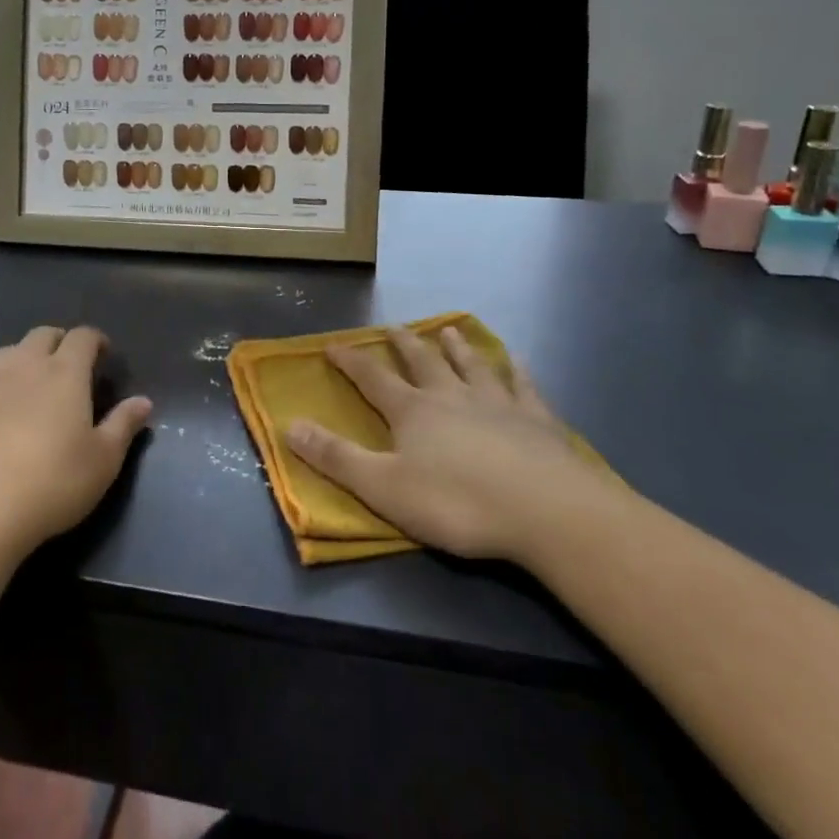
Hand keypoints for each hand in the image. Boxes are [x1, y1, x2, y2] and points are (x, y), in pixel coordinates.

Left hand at [0, 325, 150, 561]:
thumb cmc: (54, 482)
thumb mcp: (104, 460)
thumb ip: (123, 425)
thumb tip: (143, 401)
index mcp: (65, 373)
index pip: (82, 337)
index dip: (95, 340)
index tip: (104, 355)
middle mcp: (24, 368)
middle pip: (42, 335)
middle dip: (58, 342)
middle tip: (69, 365)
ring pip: (5, 354)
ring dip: (20, 359)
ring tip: (29, 382)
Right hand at [284, 325, 610, 562]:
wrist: (547, 511)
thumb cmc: (458, 503)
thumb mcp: (384, 488)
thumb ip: (337, 457)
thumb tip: (290, 425)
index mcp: (413, 411)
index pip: (373, 378)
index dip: (351, 362)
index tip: (334, 345)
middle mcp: (452, 396)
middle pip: (423, 362)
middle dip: (404, 345)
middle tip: (394, 327)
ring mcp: (498, 403)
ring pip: (471, 364)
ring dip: (457, 347)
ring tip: (448, 329)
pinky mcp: (537, 419)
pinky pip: (522, 385)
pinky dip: (514, 370)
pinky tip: (515, 360)